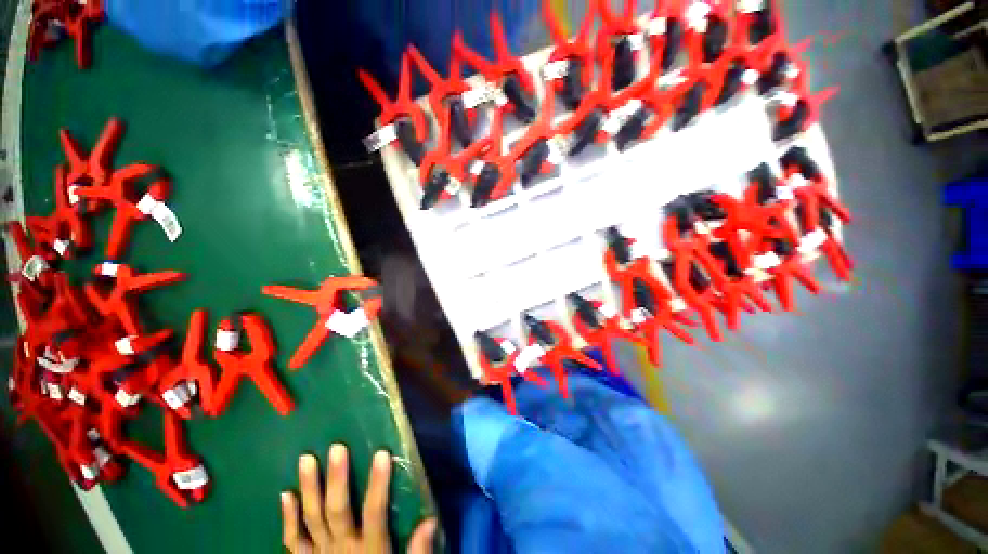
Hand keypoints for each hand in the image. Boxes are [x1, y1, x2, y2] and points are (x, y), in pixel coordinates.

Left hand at [281, 444, 436, 552]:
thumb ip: (417, 553)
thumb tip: (431, 520)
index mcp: (369, 551)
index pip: (375, 513)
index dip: (378, 485)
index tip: (382, 454)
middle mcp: (341, 549)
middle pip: (337, 511)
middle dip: (336, 479)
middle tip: (336, 448)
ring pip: (311, 519)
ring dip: (308, 489)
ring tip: (306, 459)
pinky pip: (293, 540)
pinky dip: (288, 518)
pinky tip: (285, 494)